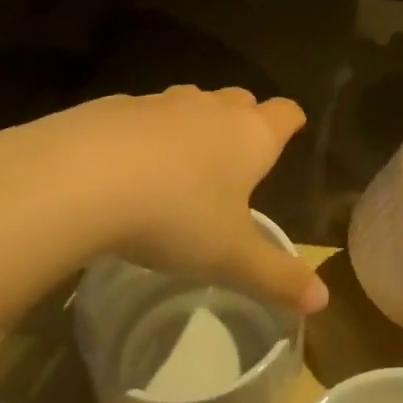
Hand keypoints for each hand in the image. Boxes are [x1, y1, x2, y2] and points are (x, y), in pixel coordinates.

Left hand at [1, 85, 326, 313]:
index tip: (290, 132)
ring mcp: (161, 103)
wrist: (80, 178)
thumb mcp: (230, 257)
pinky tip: (125, 166)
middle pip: (240, 100)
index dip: (290, 123)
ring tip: (179, 164)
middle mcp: (211, 109)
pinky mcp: (114, 106)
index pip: (285, 113)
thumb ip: (277, 277)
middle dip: (242, 121)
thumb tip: (322, 302)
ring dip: (192, 125)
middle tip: (234, 158)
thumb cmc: (175, 216)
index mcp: (250, 136)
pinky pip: (141, 115)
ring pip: (190, 103)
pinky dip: (143, 133)